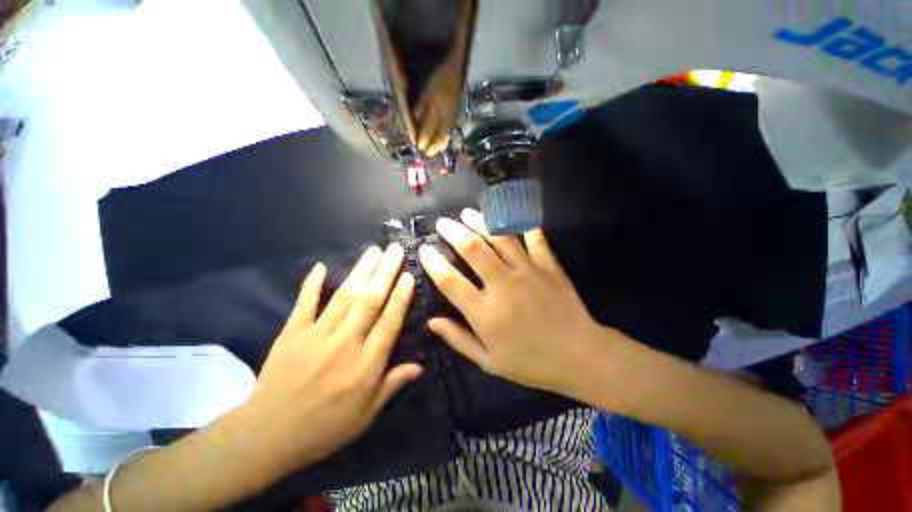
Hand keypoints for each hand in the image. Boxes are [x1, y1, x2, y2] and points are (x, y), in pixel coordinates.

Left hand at [242, 244, 421, 474]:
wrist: (266, 436)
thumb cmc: (324, 428)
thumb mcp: (366, 415)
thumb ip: (393, 385)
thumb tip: (420, 366)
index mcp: (365, 365)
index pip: (389, 322)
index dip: (400, 297)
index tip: (408, 275)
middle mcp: (345, 343)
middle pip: (370, 301)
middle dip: (385, 272)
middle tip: (395, 250)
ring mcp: (316, 335)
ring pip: (344, 296)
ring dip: (361, 270)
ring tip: (374, 250)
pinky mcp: (292, 333)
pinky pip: (304, 303)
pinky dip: (311, 284)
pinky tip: (321, 266)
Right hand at [418, 209, 604, 397]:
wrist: (580, 356)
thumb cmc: (531, 363)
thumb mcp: (489, 362)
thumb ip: (458, 339)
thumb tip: (432, 321)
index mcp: (485, 313)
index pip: (451, 281)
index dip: (433, 263)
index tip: (424, 249)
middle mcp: (503, 286)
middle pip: (473, 249)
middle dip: (454, 232)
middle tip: (443, 223)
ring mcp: (528, 272)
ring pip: (500, 237)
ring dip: (480, 221)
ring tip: (467, 213)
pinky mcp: (548, 266)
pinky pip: (534, 238)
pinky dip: (522, 223)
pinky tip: (510, 213)